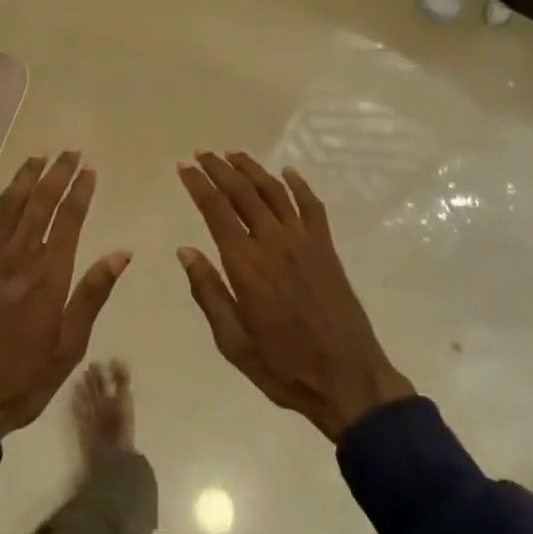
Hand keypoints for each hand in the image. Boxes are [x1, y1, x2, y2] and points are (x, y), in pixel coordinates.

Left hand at [0, 152, 129, 436]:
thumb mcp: (68, 346)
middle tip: (70, 149)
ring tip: (39, 156)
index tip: (90, 168)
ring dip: (25, 176)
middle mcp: (18, 256)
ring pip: (9, 205)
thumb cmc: (22, 377)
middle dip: (57, 173)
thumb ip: (92, 295)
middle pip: (41, 203)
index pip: (69, 220)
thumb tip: (121, 253)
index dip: (80, 191)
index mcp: (49, 275)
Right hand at [177, 152, 413, 441]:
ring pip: (274, 191)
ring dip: (252, 169)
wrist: (348, 379)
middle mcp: (273, 242)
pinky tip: (287, 172)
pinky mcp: (327, 247)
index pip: (216, 210)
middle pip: (242, 192)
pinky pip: (312, 205)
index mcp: (245, 265)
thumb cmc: (284, 367)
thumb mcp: (233, 341)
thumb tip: (186, 251)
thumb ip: (208, 292)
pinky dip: (298, 184)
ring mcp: (304, 241)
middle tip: (202, 154)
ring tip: (233, 154)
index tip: (184, 167)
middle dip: (219, 168)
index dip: (198, 184)